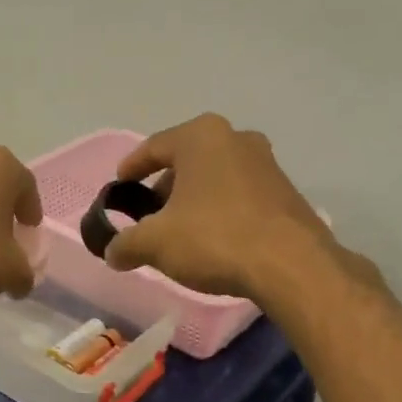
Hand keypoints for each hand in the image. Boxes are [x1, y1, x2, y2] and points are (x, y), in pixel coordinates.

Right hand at [104, 114, 344, 303]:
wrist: (290, 264)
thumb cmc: (214, 238)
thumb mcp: (155, 243)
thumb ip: (126, 244)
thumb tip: (112, 253)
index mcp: (201, 137)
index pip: (154, 147)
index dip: (131, 168)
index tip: (119, 185)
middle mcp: (236, 139)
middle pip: (187, 161)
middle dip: (165, 187)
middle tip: (149, 215)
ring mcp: (266, 164)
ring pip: (215, 178)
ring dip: (194, 200)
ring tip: (180, 231)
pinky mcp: (285, 192)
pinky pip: (239, 196)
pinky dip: (220, 211)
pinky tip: (214, 240)